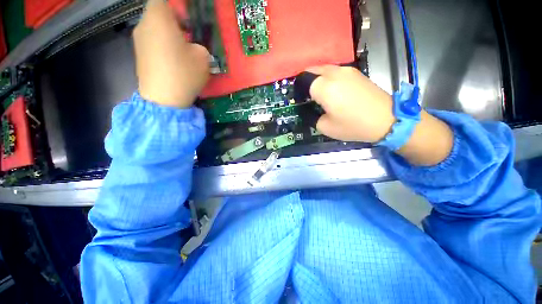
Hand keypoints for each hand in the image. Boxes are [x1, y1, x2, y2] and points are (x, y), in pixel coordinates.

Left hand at [133, 0, 209, 107]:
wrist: (164, 100)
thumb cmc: (184, 74)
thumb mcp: (203, 58)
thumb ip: (200, 45)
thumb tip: (194, 46)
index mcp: (159, 17)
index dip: (177, 6)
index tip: (188, 18)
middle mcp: (144, 24)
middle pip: (158, 12)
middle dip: (174, 20)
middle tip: (189, 34)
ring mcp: (139, 40)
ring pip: (154, 27)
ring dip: (169, 33)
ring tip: (183, 49)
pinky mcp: (139, 55)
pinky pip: (152, 41)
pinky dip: (162, 44)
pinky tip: (173, 59)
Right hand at [308, 65, 453, 165]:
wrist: (387, 119)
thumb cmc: (354, 125)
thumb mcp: (326, 127)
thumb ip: (313, 117)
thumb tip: (311, 110)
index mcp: (324, 88)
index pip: (302, 82)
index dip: (298, 91)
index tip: (299, 100)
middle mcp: (334, 73)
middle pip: (311, 70)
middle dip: (305, 81)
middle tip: (306, 95)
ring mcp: (347, 70)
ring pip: (323, 68)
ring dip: (316, 78)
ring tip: (318, 93)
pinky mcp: (356, 72)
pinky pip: (335, 71)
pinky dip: (328, 77)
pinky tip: (332, 90)